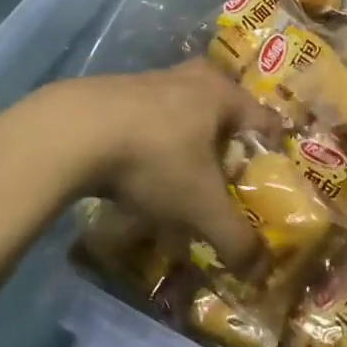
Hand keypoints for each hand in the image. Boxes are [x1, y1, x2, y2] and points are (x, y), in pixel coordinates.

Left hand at [42, 61, 273, 269]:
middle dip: (228, 134)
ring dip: (187, 134)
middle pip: (223, 103)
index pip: (264, 119)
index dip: (273, 148)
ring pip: (184, 106)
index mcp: (222, 95)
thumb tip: (258, 268)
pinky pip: (149, 114)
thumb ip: (234, 237)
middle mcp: (192, 78)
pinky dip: (152, 137)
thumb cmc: (154, 158)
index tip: (272, 175)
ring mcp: (152, 79)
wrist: (74, 131)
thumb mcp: (200, 206)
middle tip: (227, 167)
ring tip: (182, 171)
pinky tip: (139, 166)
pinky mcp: (116, 89)